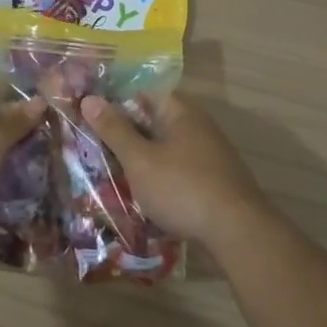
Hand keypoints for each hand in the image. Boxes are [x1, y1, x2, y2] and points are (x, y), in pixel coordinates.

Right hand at [78, 92, 268, 244]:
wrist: (237, 232)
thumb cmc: (182, 188)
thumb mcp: (140, 160)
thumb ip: (114, 130)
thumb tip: (89, 98)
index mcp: (181, 112)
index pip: (144, 93)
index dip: (116, 101)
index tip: (90, 114)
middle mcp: (198, 126)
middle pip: (154, 121)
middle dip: (126, 134)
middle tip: (94, 146)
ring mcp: (210, 155)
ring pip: (166, 148)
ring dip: (142, 158)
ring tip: (112, 173)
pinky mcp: (214, 181)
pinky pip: (178, 170)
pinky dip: (159, 177)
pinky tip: (144, 194)